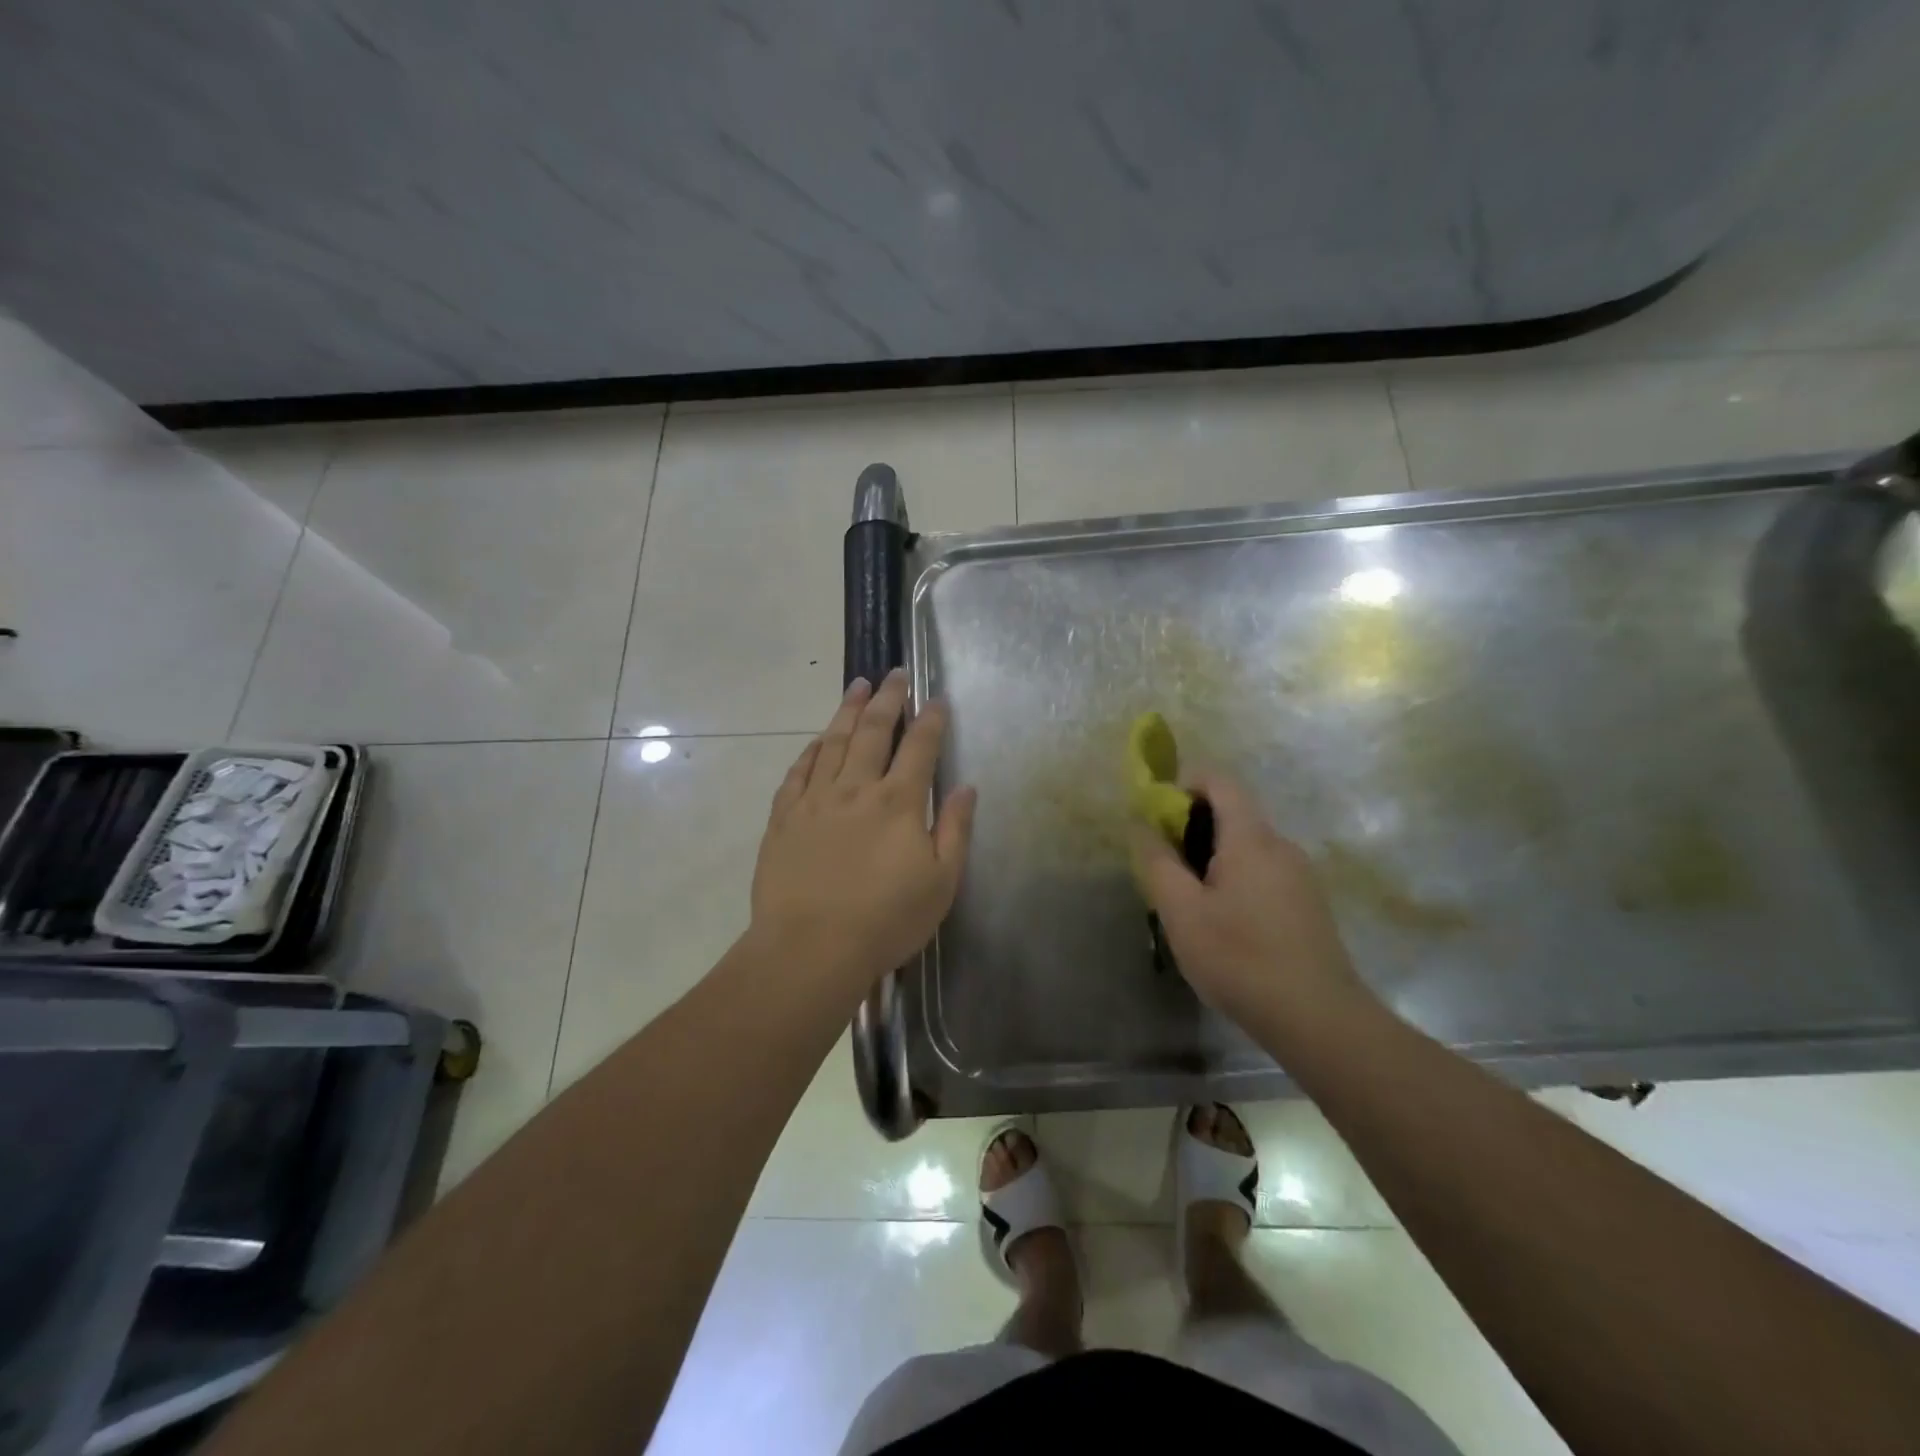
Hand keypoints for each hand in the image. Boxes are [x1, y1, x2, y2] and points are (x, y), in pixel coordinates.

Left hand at [750, 669, 975, 991]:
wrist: (810, 948)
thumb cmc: (886, 920)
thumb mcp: (941, 882)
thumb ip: (955, 829)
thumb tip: (966, 786)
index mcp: (898, 802)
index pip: (919, 748)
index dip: (930, 720)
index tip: (936, 698)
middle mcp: (856, 789)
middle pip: (873, 731)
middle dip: (887, 699)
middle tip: (894, 675)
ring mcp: (815, 800)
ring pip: (833, 742)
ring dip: (847, 711)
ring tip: (856, 685)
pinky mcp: (784, 818)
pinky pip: (798, 772)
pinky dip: (810, 750)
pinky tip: (817, 740)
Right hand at [1129, 772, 1369, 1030]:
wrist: (1317, 1018)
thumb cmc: (1240, 958)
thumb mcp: (1181, 912)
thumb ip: (1158, 862)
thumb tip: (1143, 825)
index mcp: (1251, 839)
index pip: (1220, 781)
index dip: (1186, 784)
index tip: (1158, 814)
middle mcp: (1281, 846)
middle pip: (1233, 814)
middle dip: (1193, 828)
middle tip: (1166, 867)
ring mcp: (1300, 876)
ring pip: (1248, 847)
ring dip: (1213, 858)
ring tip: (1191, 903)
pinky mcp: (1309, 904)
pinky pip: (1264, 872)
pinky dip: (1236, 879)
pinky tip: (1225, 925)